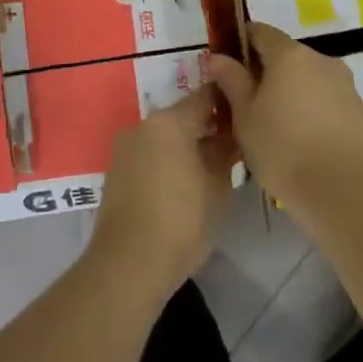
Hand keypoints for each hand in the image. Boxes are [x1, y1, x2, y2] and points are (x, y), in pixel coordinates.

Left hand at [89, 88, 237, 299]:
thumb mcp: (217, 186)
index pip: (205, 97)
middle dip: (207, 127)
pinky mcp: (116, 172)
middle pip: (182, 116)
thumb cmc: (182, 221)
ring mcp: (125, 148)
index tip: (246, 116)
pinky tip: (183, 183)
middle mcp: (142, 125)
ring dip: (186, 145)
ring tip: (209, 168)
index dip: (228, 103)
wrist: (128, 264)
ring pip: (164, 137)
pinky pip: (149, 155)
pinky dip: (167, 161)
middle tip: (232, 146)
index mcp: (169, 121)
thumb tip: (227, 137)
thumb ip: (224, 152)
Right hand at [208, 24, 362, 224]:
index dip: (240, 43)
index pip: (260, 32)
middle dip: (264, 72)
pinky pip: (325, 99)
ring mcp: (344, 84)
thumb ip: (232, 81)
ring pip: (307, 78)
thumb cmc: (283, 149)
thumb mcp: (245, 116)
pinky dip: (310, 109)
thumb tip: (219, 57)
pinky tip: (301, 139)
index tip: (227, 67)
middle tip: (246, 104)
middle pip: (286, 55)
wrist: (344, 192)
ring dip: (289, 91)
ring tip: (274, 127)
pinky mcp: (358, 109)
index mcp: (289, 54)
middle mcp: (321, 59)